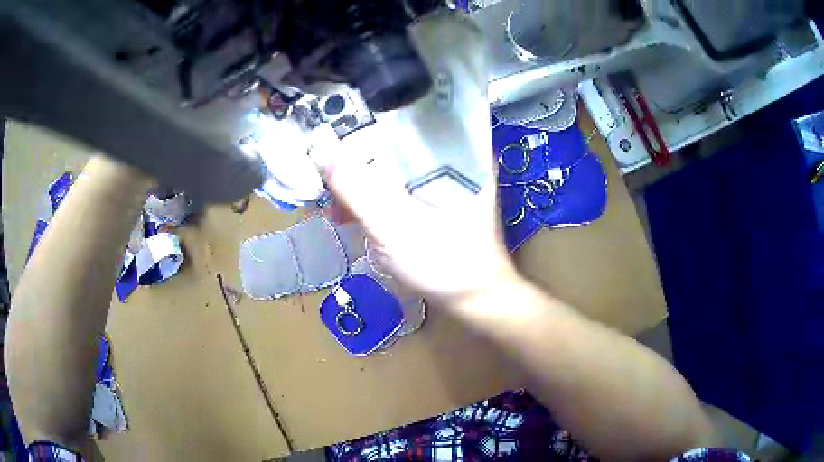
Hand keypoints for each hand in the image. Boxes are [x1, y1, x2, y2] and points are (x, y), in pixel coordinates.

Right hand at [321, 127, 518, 305]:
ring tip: (336, 201)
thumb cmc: (446, 265)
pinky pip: (401, 189)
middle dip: (361, 158)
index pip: (412, 116)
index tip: (338, 127)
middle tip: (329, 170)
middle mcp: (456, 161)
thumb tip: (322, 152)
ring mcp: (447, 183)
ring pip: (397, 168)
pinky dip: (377, 199)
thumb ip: (358, 192)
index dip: (372, 119)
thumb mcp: (396, 228)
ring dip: (365, 182)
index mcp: (459, 153)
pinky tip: (353, 215)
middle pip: (400, 143)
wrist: (476, 302)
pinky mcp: (437, 203)